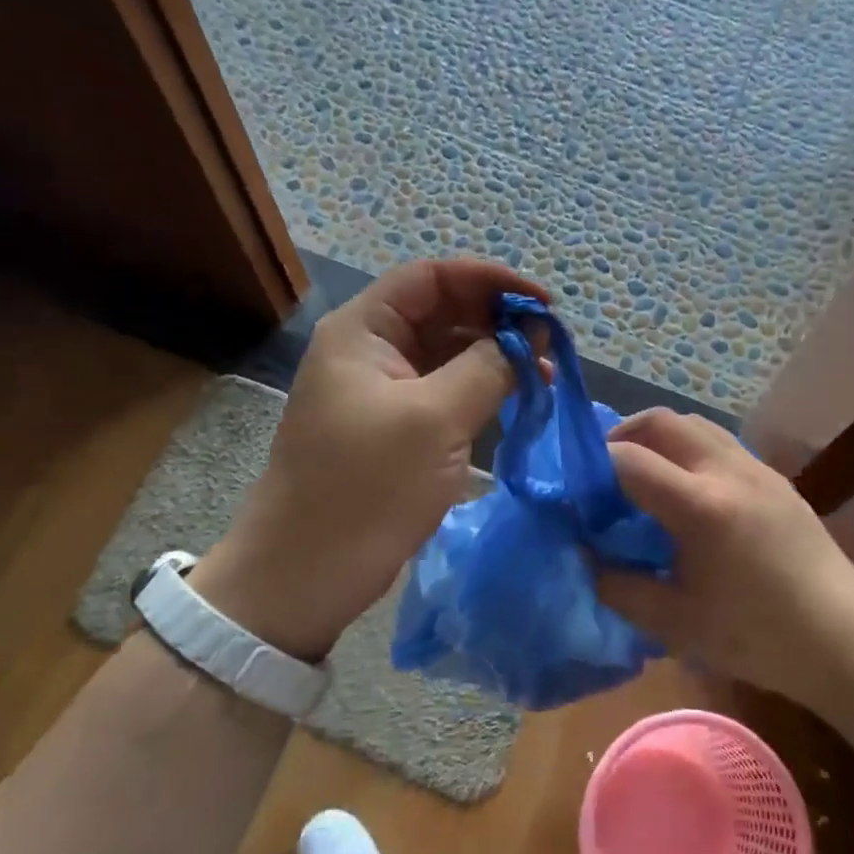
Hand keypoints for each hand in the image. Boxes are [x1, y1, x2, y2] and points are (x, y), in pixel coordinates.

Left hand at [193, 260, 547, 659]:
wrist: (304, 576)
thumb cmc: (366, 488)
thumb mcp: (435, 420)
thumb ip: (488, 367)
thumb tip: (530, 337)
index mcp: (363, 330)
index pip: (432, 277)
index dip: (489, 280)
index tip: (542, 304)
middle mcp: (370, 349)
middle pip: (442, 311)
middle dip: (497, 321)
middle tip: (549, 345)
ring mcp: (382, 390)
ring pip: (448, 352)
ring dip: (496, 357)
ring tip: (544, 375)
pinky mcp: (394, 426)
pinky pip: (445, 390)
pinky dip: (482, 389)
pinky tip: (519, 401)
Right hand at [594, 409, 853, 702]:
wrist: (844, 638)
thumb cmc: (758, 637)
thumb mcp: (677, 623)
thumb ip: (619, 587)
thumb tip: (582, 557)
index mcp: (701, 507)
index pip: (628, 459)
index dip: (591, 467)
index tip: (575, 491)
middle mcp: (727, 471)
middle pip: (661, 421)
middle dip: (622, 435)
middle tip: (602, 471)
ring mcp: (755, 468)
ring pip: (693, 423)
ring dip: (658, 436)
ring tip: (642, 472)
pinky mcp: (773, 476)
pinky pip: (718, 441)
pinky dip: (688, 447)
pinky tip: (686, 488)